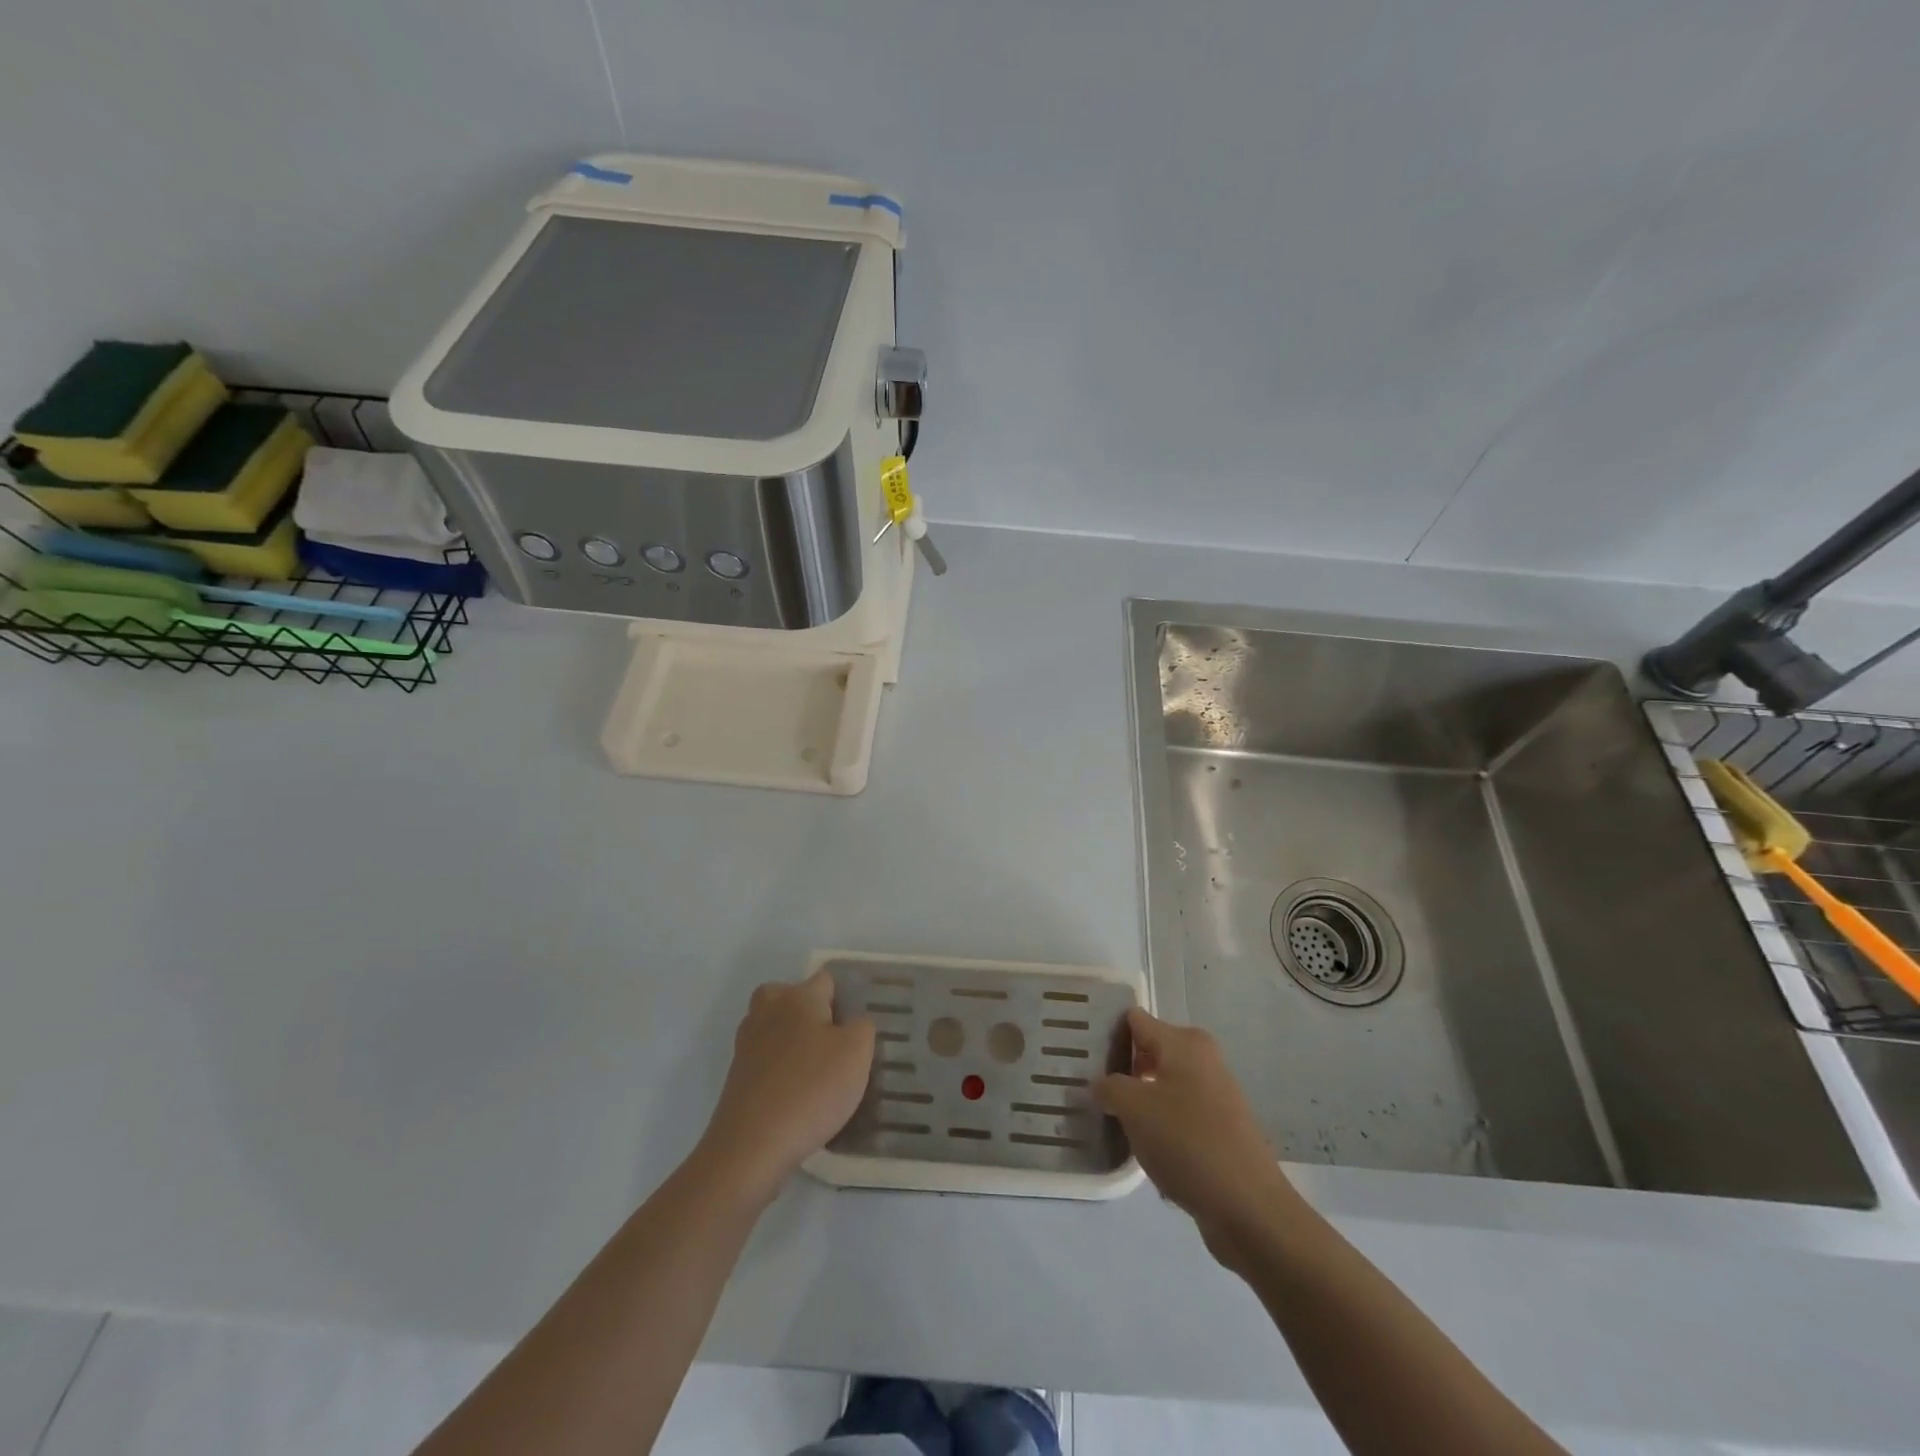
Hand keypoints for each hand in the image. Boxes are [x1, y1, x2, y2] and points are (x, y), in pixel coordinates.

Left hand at [696, 969, 874, 1204]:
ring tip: (820, 1075)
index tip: (858, 1027)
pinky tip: (799, 1097)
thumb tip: (853, 1023)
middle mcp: (768, 1010)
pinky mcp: (737, 1075)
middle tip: (836, 1046)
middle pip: (794, 998)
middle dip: (814, 1016)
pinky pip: (767, 1060)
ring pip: (778, 1029)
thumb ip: (863, 1026)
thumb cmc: (811, 1088)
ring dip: (796, 1044)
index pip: (827, 979)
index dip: (846, 998)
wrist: (751, 1146)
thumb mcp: (857, 1053)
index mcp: (797, 996)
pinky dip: (781, 1071)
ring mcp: (747, 1043)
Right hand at [1095, 1008, 1302, 1260]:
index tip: (1080, 1052)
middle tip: (1088, 1089)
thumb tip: (1097, 1084)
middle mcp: (1202, 1058)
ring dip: (1138, 1100)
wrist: (1249, 1208)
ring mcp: (1214, 1094)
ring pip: (1161, 1085)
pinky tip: (1142, 1148)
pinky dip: (1159, 1125)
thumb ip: (1108, 1088)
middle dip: (1120, 1069)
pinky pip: (1177, 1114)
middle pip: (1148, 1051)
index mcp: (1184, 1042)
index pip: (1134, 1020)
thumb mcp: (1135, 1109)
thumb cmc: (1188, 1143)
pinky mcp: (1219, 1128)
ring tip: (1108, 1119)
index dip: (1107, 1032)